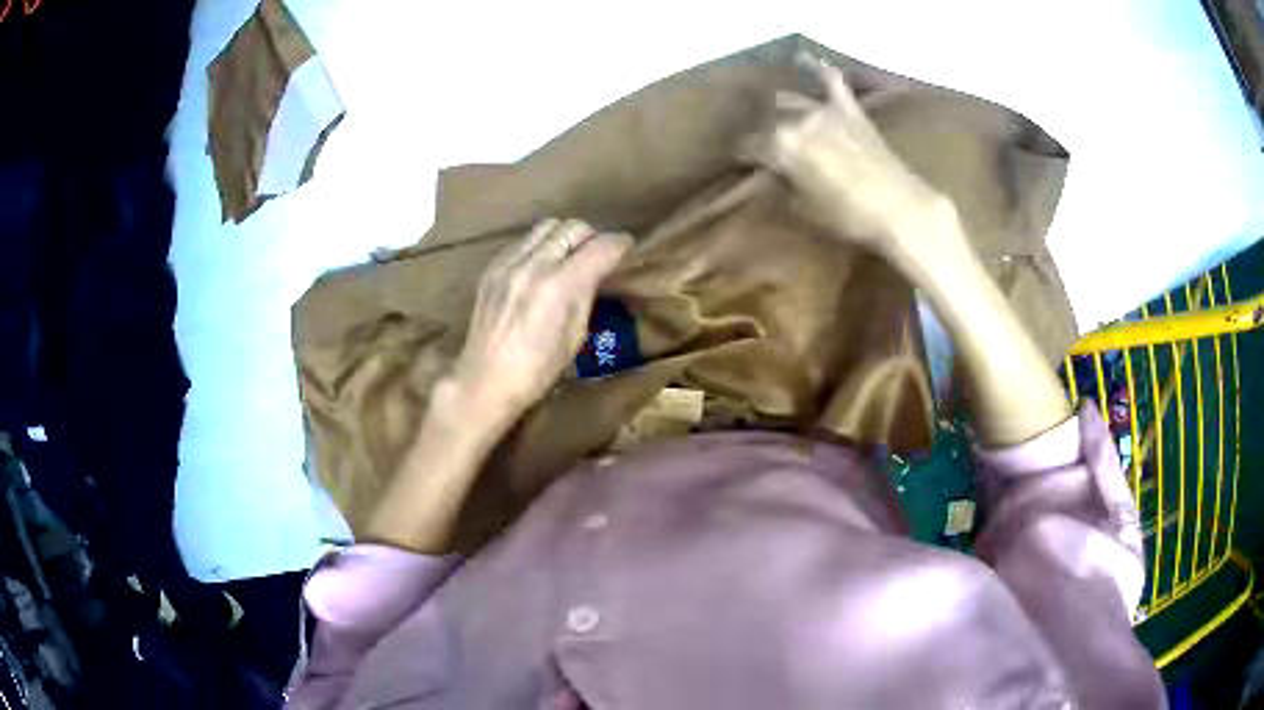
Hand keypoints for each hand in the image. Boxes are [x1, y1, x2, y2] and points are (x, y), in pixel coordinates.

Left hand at [449, 218, 632, 424]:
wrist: (485, 381)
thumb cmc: (538, 370)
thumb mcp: (575, 335)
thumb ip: (586, 295)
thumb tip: (598, 272)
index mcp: (560, 286)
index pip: (601, 247)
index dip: (620, 245)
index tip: (627, 249)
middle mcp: (535, 265)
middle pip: (574, 227)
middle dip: (593, 237)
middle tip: (598, 254)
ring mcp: (509, 263)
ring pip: (547, 226)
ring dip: (565, 235)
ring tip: (570, 255)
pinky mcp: (492, 267)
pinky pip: (524, 241)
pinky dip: (540, 245)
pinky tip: (541, 266)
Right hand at [761, 53, 957, 261]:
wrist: (900, 207)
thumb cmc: (849, 216)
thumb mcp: (806, 209)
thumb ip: (785, 186)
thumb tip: (776, 175)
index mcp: (781, 145)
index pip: (750, 145)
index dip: (743, 155)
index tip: (741, 164)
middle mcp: (798, 120)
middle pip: (767, 120)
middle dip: (760, 131)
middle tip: (760, 145)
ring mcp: (826, 110)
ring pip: (792, 99)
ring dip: (781, 107)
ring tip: (777, 114)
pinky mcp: (851, 109)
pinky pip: (833, 82)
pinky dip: (821, 74)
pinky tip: (811, 64)